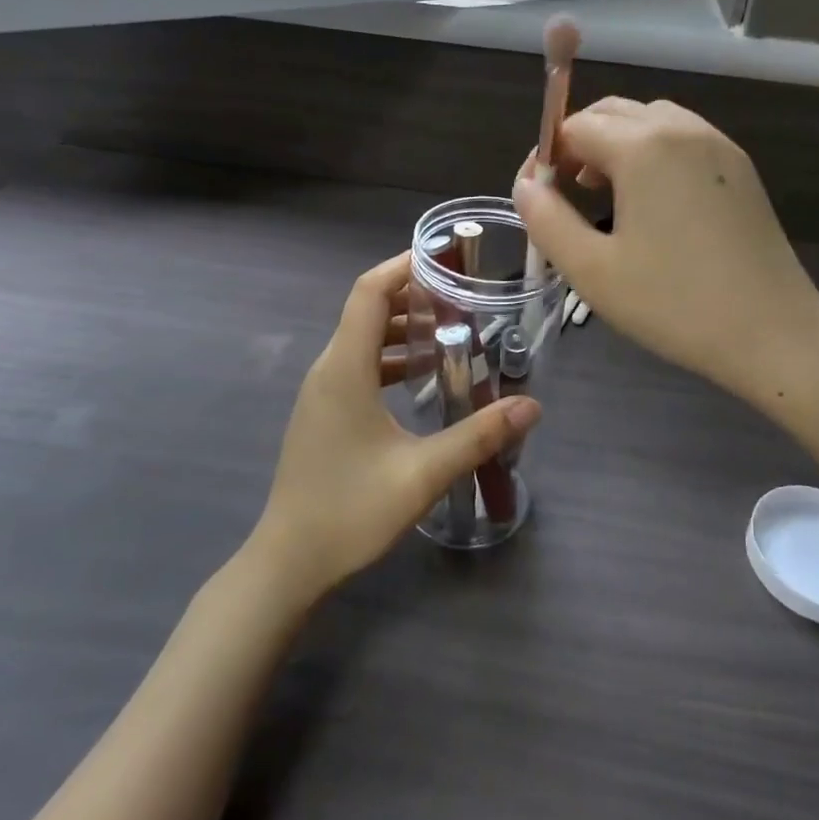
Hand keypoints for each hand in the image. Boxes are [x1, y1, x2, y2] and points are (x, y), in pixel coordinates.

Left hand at [250, 252, 540, 604]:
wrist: (287, 562)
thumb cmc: (349, 512)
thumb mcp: (422, 473)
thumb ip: (478, 436)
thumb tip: (531, 406)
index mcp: (345, 368)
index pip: (369, 291)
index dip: (404, 266)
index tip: (446, 257)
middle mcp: (329, 369)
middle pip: (367, 309)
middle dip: (413, 294)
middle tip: (463, 295)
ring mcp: (322, 391)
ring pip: (362, 338)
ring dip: (402, 327)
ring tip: (451, 330)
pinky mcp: (324, 412)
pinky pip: (358, 364)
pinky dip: (390, 356)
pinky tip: (422, 378)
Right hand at [514, 99, 818, 406]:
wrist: (774, 333)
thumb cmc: (674, 304)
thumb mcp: (592, 269)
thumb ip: (545, 219)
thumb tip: (525, 185)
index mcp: (643, 146)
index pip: (575, 127)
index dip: (547, 157)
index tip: (539, 198)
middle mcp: (682, 129)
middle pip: (613, 113)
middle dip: (580, 144)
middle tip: (567, 194)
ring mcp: (718, 145)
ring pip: (650, 121)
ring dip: (617, 145)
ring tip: (606, 195)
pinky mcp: (740, 168)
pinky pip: (683, 139)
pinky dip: (654, 154)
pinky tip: (653, 204)